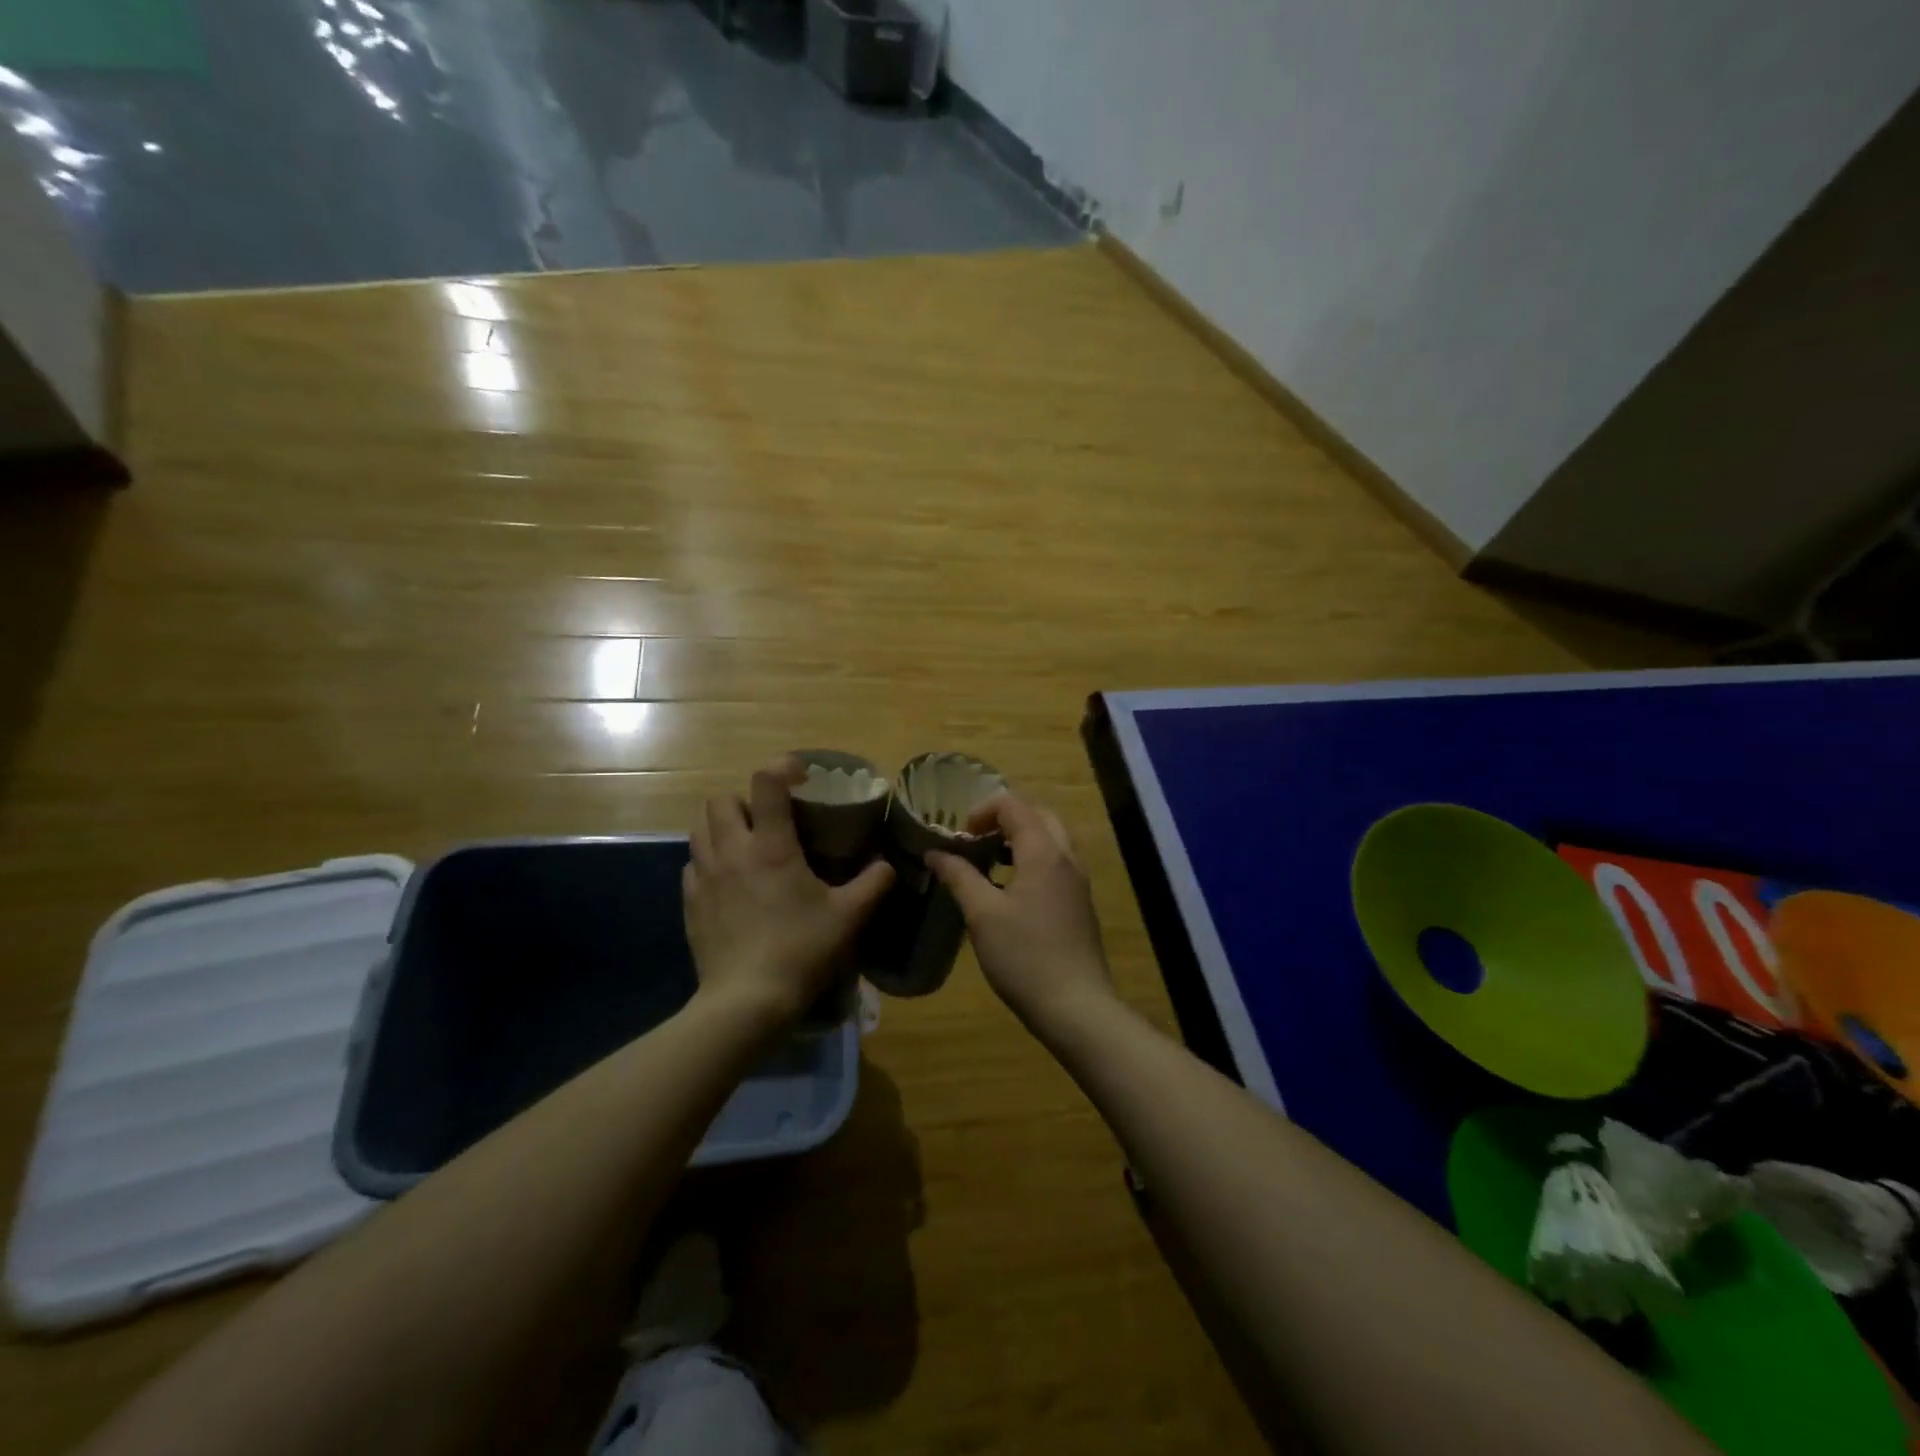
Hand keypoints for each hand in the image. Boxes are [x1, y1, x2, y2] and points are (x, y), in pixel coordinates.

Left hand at [685, 759, 893, 1025]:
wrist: (747, 1001)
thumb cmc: (801, 950)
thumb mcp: (849, 917)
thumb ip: (873, 884)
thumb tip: (888, 865)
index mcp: (772, 846)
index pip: (766, 783)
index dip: (782, 767)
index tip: (800, 775)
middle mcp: (732, 851)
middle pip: (721, 800)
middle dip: (744, 800)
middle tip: (768, 819)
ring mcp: (705, 877)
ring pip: (699, 828)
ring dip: (721, 826)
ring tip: (744, 844)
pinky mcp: (690, 903)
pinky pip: (692, 864)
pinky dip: (708, 860)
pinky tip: (727, 881)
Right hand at [927, 794, 1115, 1029]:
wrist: (1076, 1006)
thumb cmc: (1024, 956)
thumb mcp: (982, 914)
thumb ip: (959, 876)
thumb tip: (935, 852)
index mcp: (1043, 852)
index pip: (1013, 805)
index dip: (982, 811)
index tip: (959, 837)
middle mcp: (1066, 857)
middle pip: (1037, 816)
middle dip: (1003, 820)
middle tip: (975, 842)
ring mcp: (1078, 881)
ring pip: (1050, 839)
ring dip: (1019, 840)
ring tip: (988, 862)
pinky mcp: (1080, 902)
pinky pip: (1057, 862)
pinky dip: (1032, 859)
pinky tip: (1010, 890)